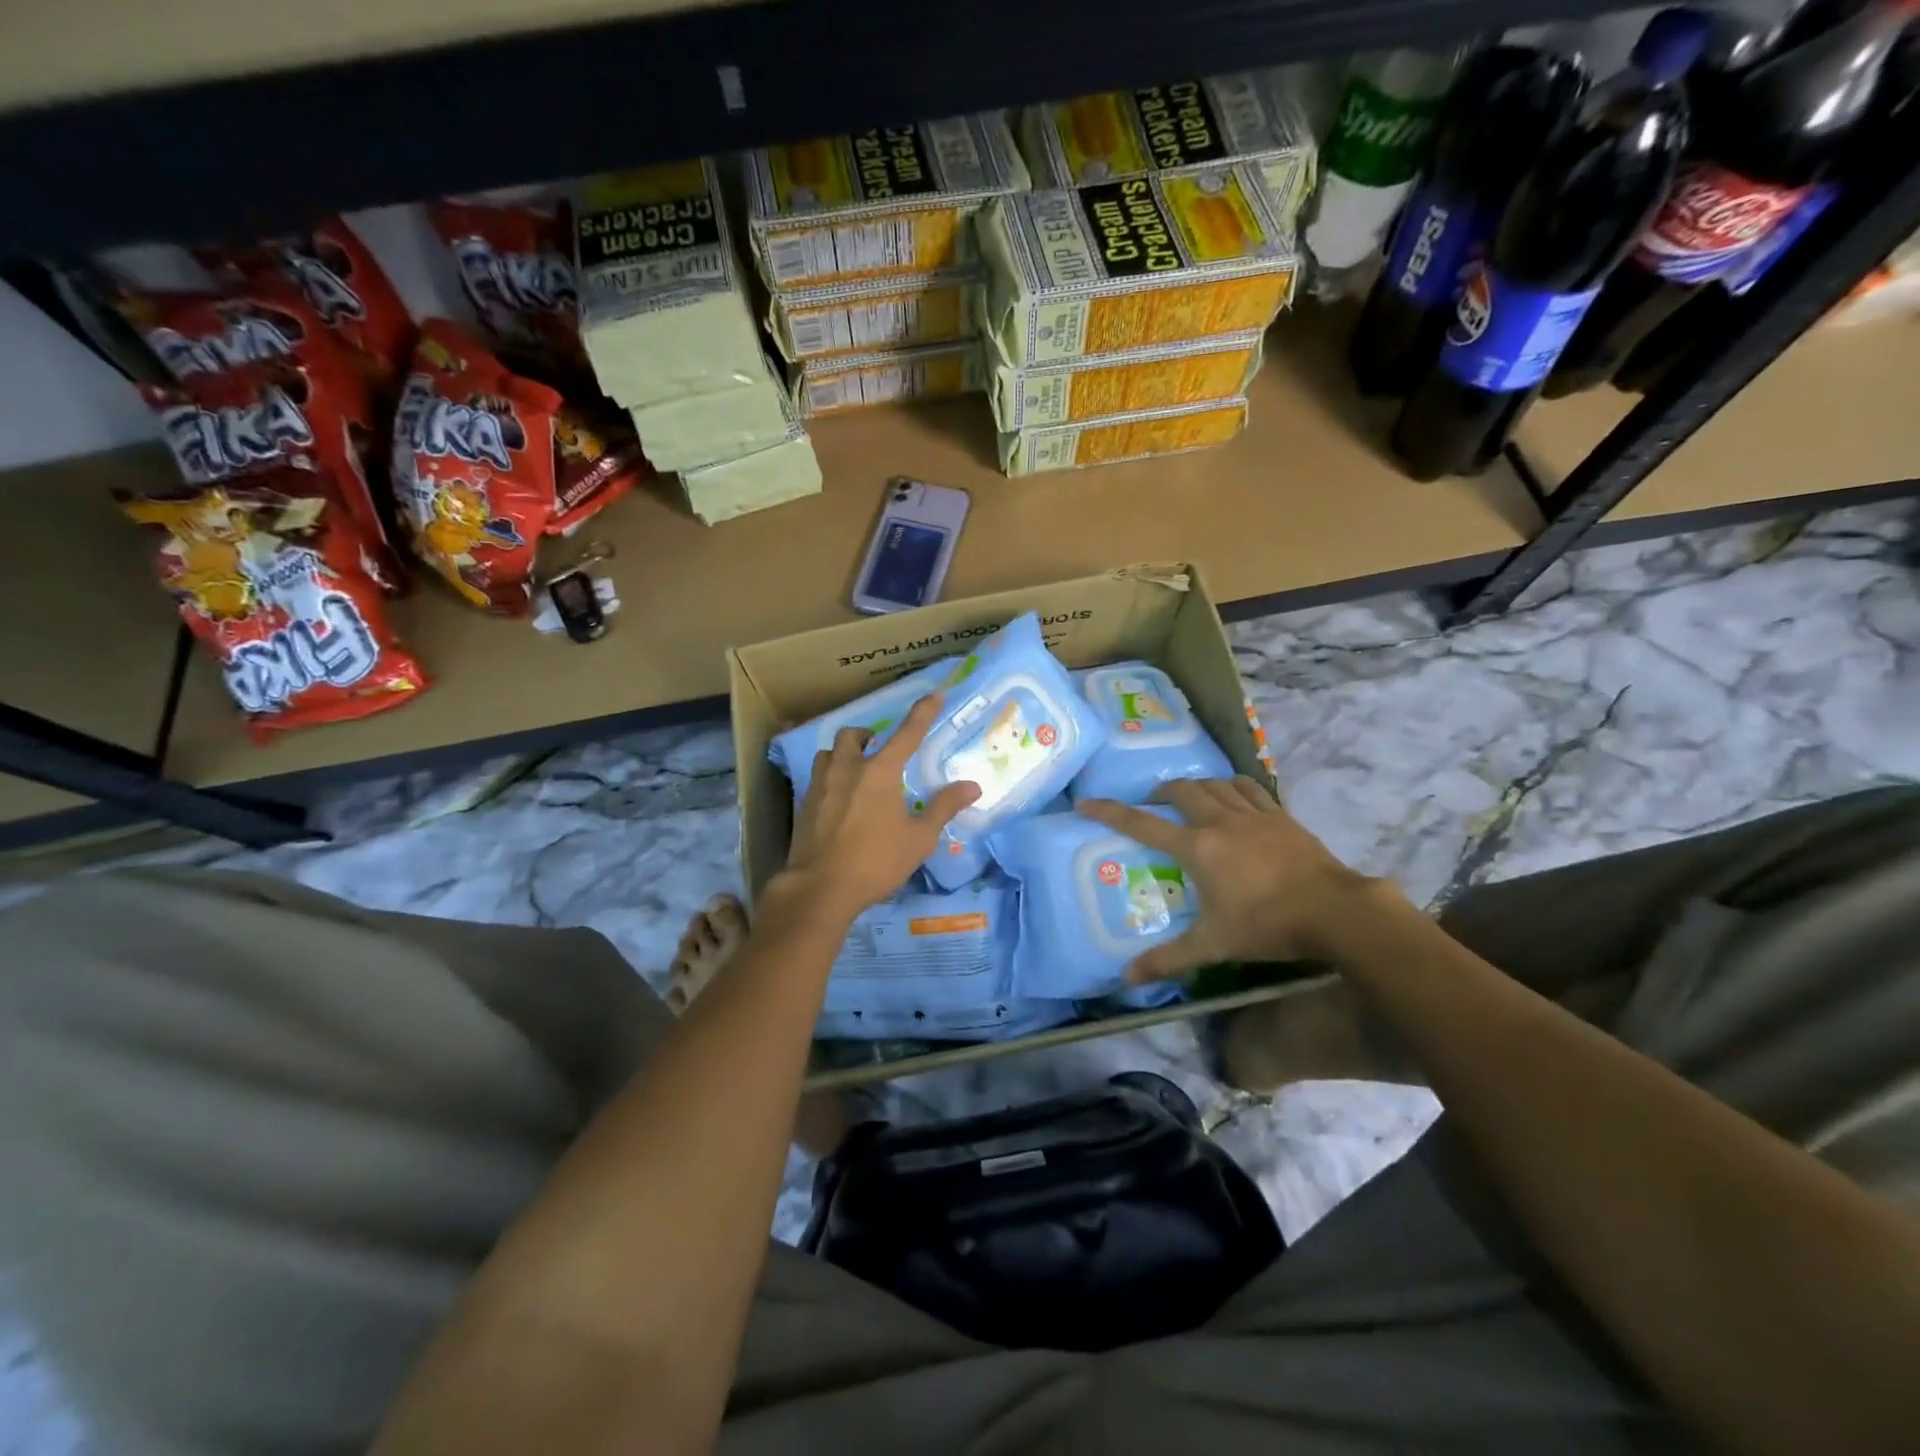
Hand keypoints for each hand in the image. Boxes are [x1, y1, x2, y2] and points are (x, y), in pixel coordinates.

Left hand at [779, 694, 979, 923]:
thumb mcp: (919, 838)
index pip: (907, 734)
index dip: (922, 713)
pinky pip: (817, 778)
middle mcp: (847, 769)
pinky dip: (830, 778)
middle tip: (879, 749)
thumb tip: (972, 785)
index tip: (934, 695)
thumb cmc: (876, 861)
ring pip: (828, 754)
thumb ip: (943, 807)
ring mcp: (821, 786)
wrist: (820, 888)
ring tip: (855, 770)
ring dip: (843, 754)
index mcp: (879, 772)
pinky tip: (839, 800)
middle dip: (868, 736)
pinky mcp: (803, 805)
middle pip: (853, 736)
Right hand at [1077, 777, 1381, 982]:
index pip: (1142, 824)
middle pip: (1181, 790)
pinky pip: (1251, 788)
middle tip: (1152, 805)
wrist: (1335, 911)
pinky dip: (1234, 786)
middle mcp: (1220, 821)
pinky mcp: (1281, 816)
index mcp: (1197, 847)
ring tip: (1192, 799)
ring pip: (1215, 783)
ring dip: (1197, 786)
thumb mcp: (1212, 945)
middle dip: (1160, 793)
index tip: (1085, 802)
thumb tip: (1126, 979)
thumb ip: (1168, 959)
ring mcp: (1254, 815)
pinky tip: (1235, 798)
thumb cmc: (1267, 926)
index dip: (1110, 811)